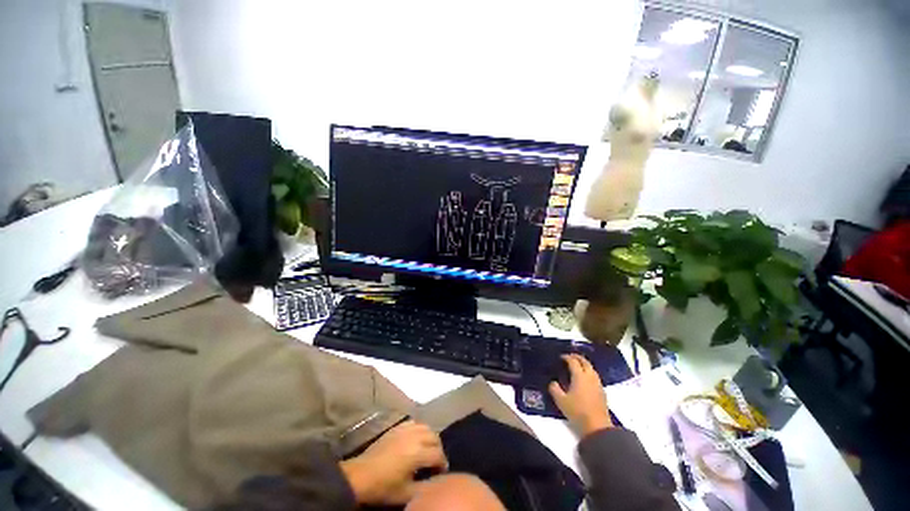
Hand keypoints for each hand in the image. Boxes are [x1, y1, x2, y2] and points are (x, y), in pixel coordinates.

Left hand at [340, 420, 447, 504]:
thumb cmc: (384, 487)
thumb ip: (425, 487)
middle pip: (435, 437)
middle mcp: (414, 437)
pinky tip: (416, 439)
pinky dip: (419, 429)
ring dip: (430, 438)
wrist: (361, 475)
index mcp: (417, 453)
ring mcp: (405, 429)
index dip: (443, 464)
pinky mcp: (397, 427)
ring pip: (426, 427)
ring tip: (427, 449)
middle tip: (435, 461)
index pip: (438, 454)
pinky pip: (414, 423)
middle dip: (438, 449)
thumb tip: (437, 481)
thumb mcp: (406, 494)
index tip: (441, 473)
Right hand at [549, 354, 613, 436]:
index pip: (573, 361)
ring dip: (584, 364)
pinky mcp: (602, 392)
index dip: (566, 357)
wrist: (597, 427)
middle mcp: (590, 377)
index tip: (561, 357)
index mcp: (579, 376)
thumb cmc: (577, 412)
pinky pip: (595, 376)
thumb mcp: (560, 401)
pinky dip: (588, 372)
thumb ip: (554, 389)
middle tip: (569, 357)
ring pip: (591, 368)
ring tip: (577, 366)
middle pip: (585, 362)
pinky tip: (584, 379)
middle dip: (577, 357)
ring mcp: (598, 384)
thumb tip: (553, 382)